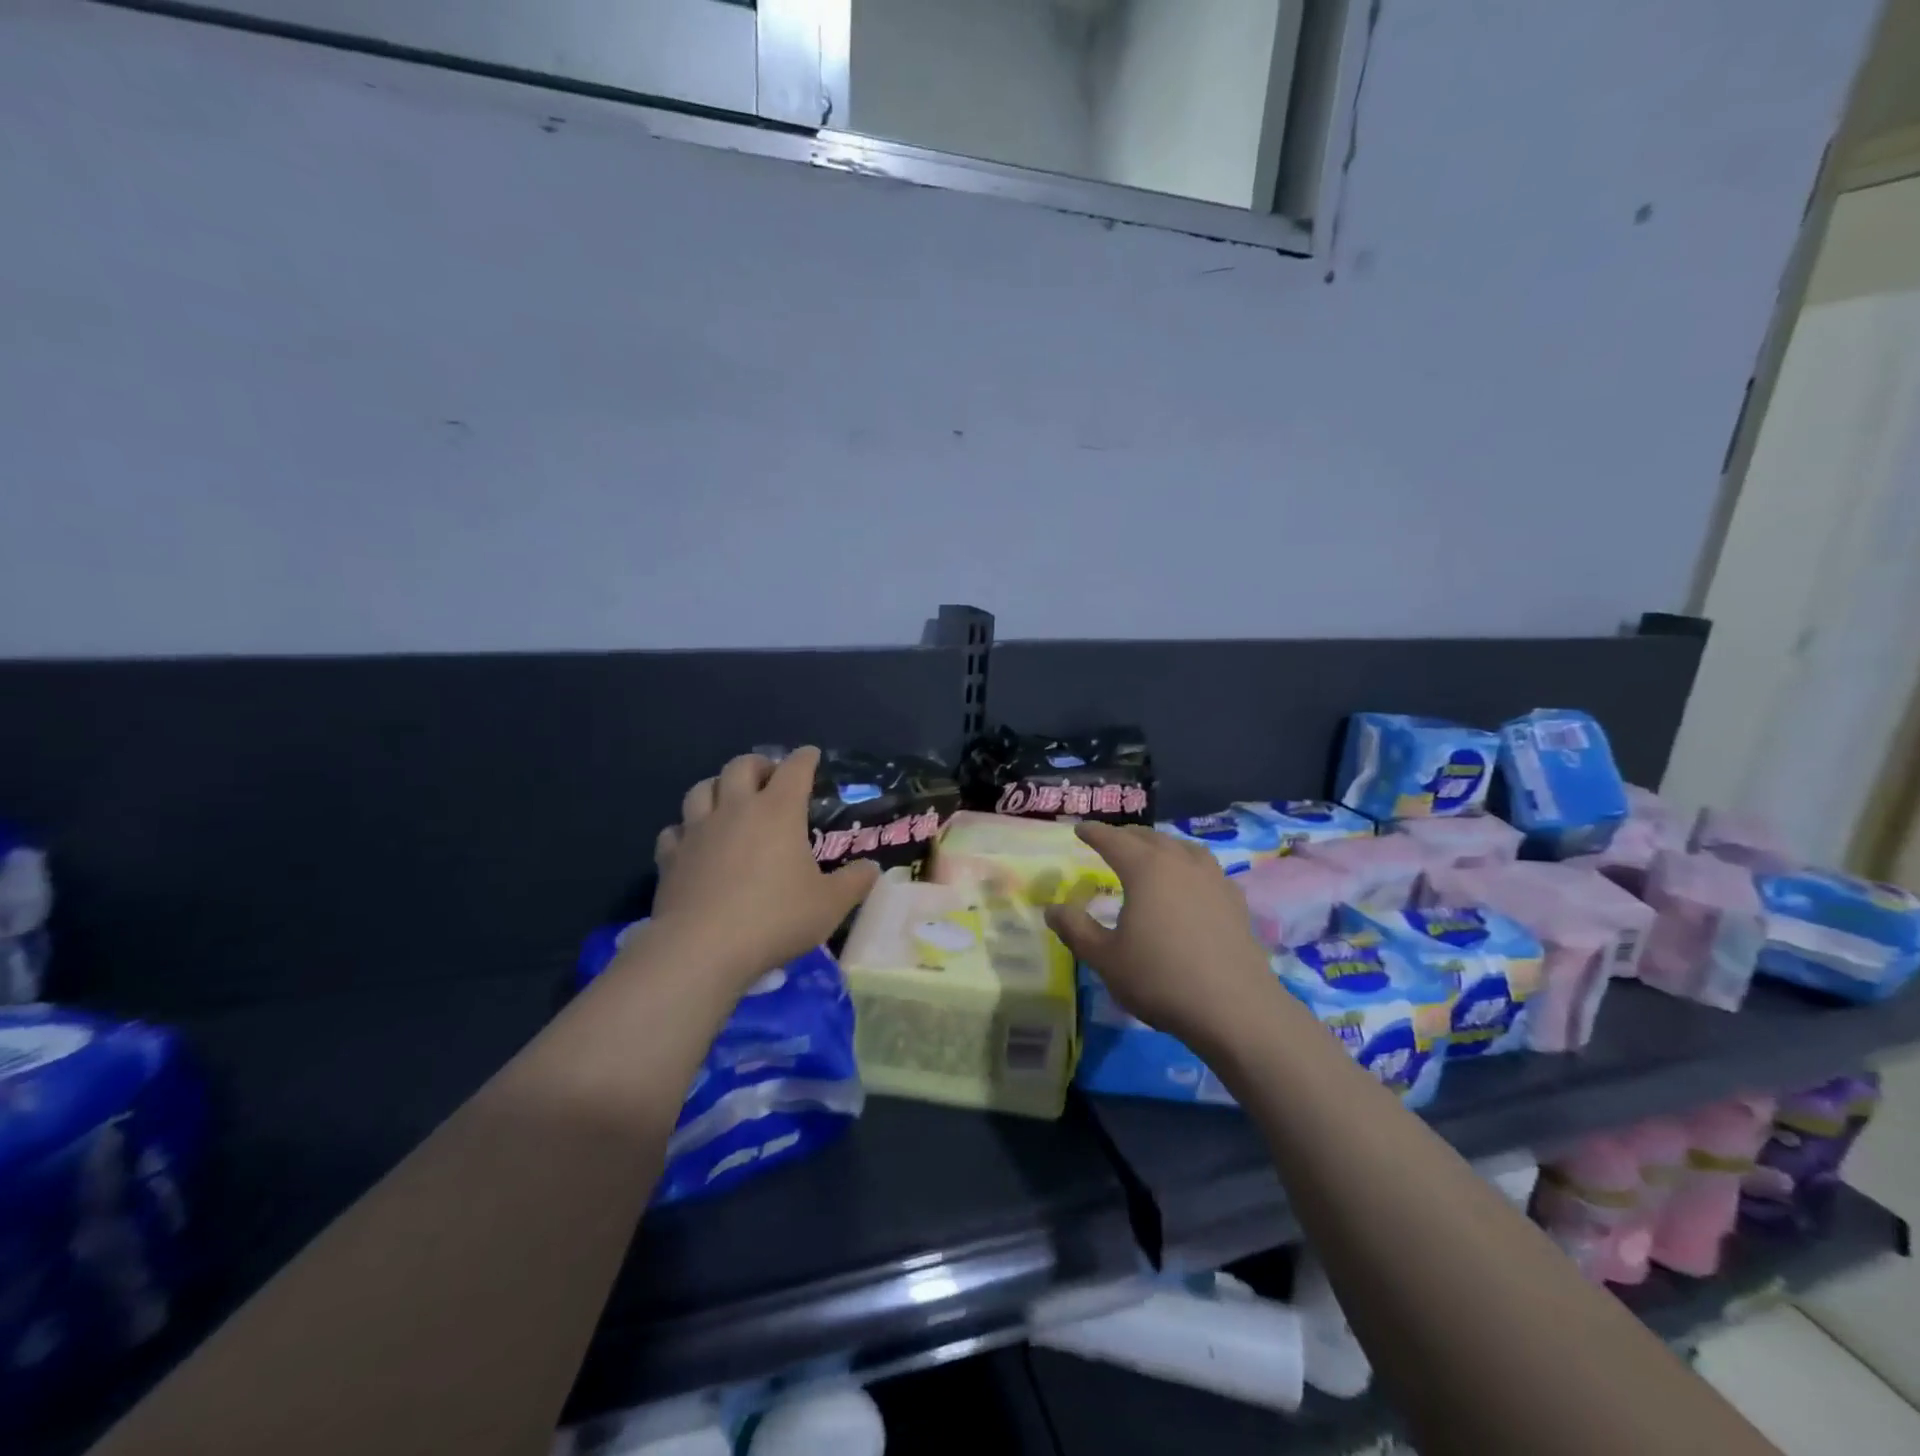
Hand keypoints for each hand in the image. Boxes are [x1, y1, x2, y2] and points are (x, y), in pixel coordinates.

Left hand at [643, 747, 879, 990]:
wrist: (703, 948)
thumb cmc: (775, 919)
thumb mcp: (829, 905)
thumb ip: (854, 882)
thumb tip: (872, 868)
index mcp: (779, 812)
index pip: (795, 769)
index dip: (805, 758)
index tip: (811, 755)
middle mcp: (736, 810)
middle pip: (741, 766)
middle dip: (758, 764)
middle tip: (769, 777)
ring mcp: (698, 831)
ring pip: (701, 789)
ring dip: (717, 787)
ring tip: (728, 800)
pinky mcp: (670, 857)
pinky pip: (675, 830)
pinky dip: (686, 829)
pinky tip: (693, 842)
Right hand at [1045, 823, 1279, 1053]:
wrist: (1235, 1008)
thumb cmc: (1160, 979)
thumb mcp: (1105, 958)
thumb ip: (1075, 929)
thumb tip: (1052, 908)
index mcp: (1145, 868)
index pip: (1113, 840)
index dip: (1093, 833)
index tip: (1080, 829)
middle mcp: (1180, 862)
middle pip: (1149, 837)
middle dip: (1126, 836)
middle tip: (1110, 841)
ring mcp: (1213, 878)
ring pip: (1182, 847)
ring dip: (1160, 844)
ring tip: (1151, 853)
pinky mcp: (1235, 900)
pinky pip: (1205, 867)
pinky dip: (1188, 864)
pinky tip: (1189, 882)